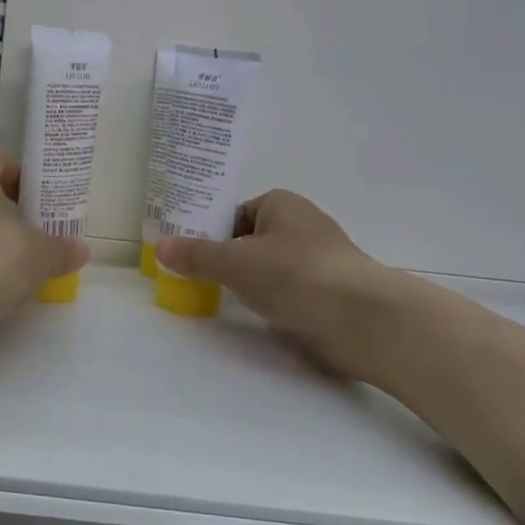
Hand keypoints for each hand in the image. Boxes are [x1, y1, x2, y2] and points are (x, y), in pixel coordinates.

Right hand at [154, 191, 393, 379]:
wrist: (363, 319)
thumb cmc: (297, 275)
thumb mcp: (237, 262)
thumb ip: (197, 256)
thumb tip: (160, 246)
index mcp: (281, 205)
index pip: (234, 213)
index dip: (208, 232)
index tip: (185, 254)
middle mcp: (300, 226)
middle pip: (248, 241)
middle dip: (224, 259)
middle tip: (191, 278)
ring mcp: (315, 261)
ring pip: (266, 268)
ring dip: (246, 282)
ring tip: (215, 298)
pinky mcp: (324, 293)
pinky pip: (284, 291)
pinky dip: (268, 300)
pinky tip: (253, 315)